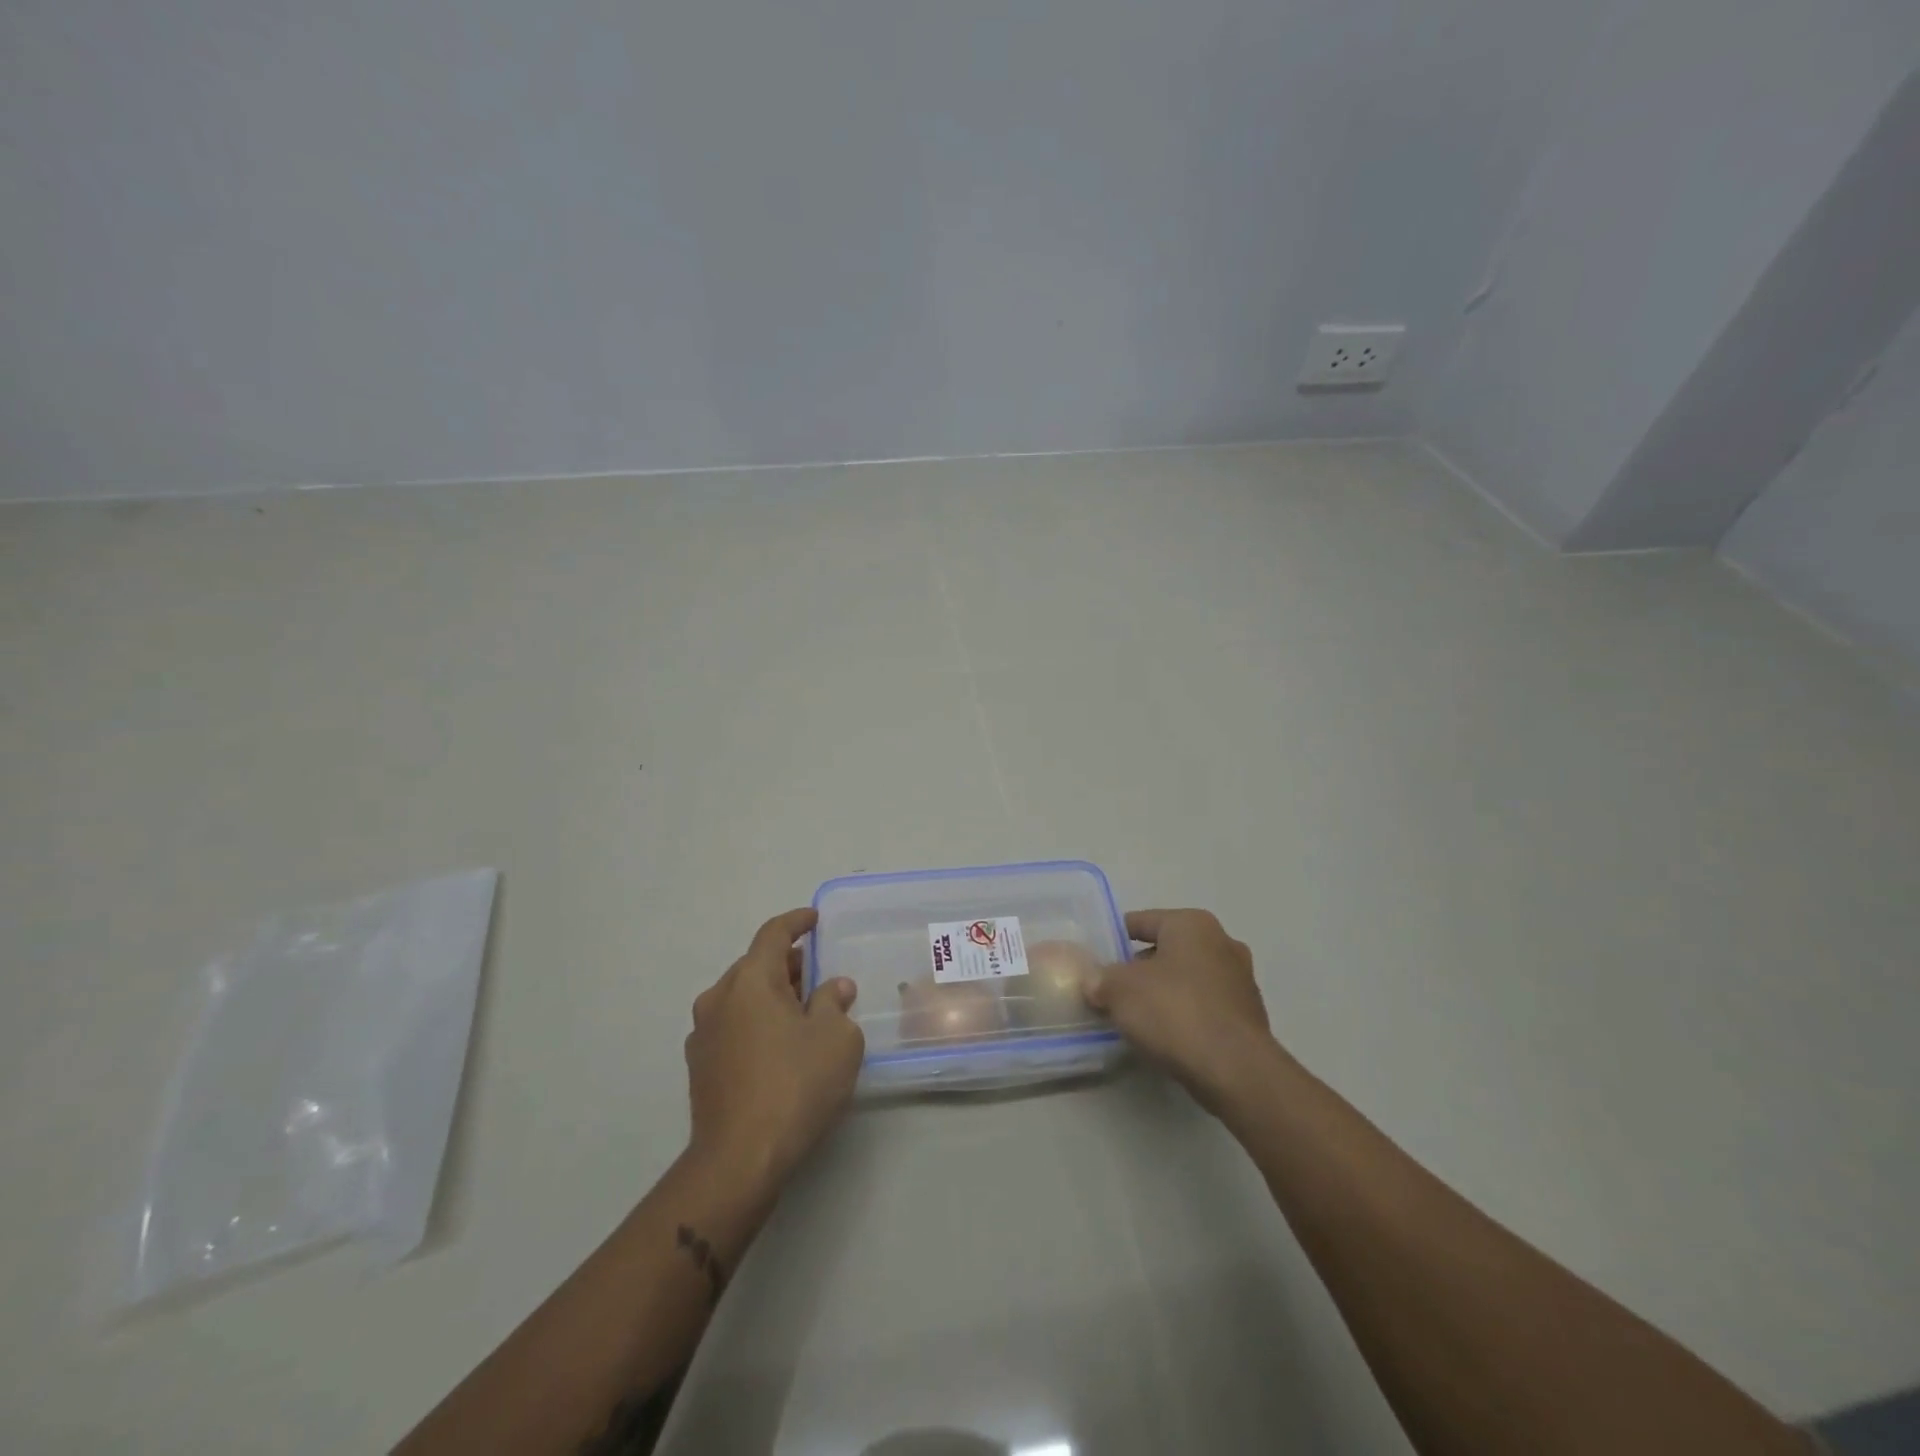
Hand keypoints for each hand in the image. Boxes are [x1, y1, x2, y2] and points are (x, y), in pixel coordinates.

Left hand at [685, 908, 864, 1190]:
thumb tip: (833, 988)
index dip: (796, 922)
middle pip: (755, 965)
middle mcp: (719, 998)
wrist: (739, 1160)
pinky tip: (780, 1044)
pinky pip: (732, 1026)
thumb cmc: (795, 1086)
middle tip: (817, 970)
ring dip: (771, 995)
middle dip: (787, 963)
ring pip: (741, 997)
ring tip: (803, 1008)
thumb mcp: (836, 1039)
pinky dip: (756, 1021)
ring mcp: (703, 1034)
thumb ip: (835, 1003)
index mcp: (750, 981)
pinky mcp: (699, 1067)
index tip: (814, 920)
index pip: (773, 934)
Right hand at [1085, 909, 1276, 1111]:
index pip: (1142, 921)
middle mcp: (1222, 943)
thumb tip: (1094, 982)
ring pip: (1187, 979)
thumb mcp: (1119, 990)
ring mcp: (1240, 981)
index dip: (1114, 938)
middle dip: (1139, 969)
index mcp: (1192, 924)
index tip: (1095, 959)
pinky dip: (1184, 1016)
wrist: (1235, 1071)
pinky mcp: (1249, 1018)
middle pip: (1167, 950)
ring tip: (1136, 1017)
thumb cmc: (1174, 1012)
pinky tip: (1166, 1037)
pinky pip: (1204, 1007)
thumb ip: (1101, 979)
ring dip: (1163, 993)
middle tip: (1112, 991)